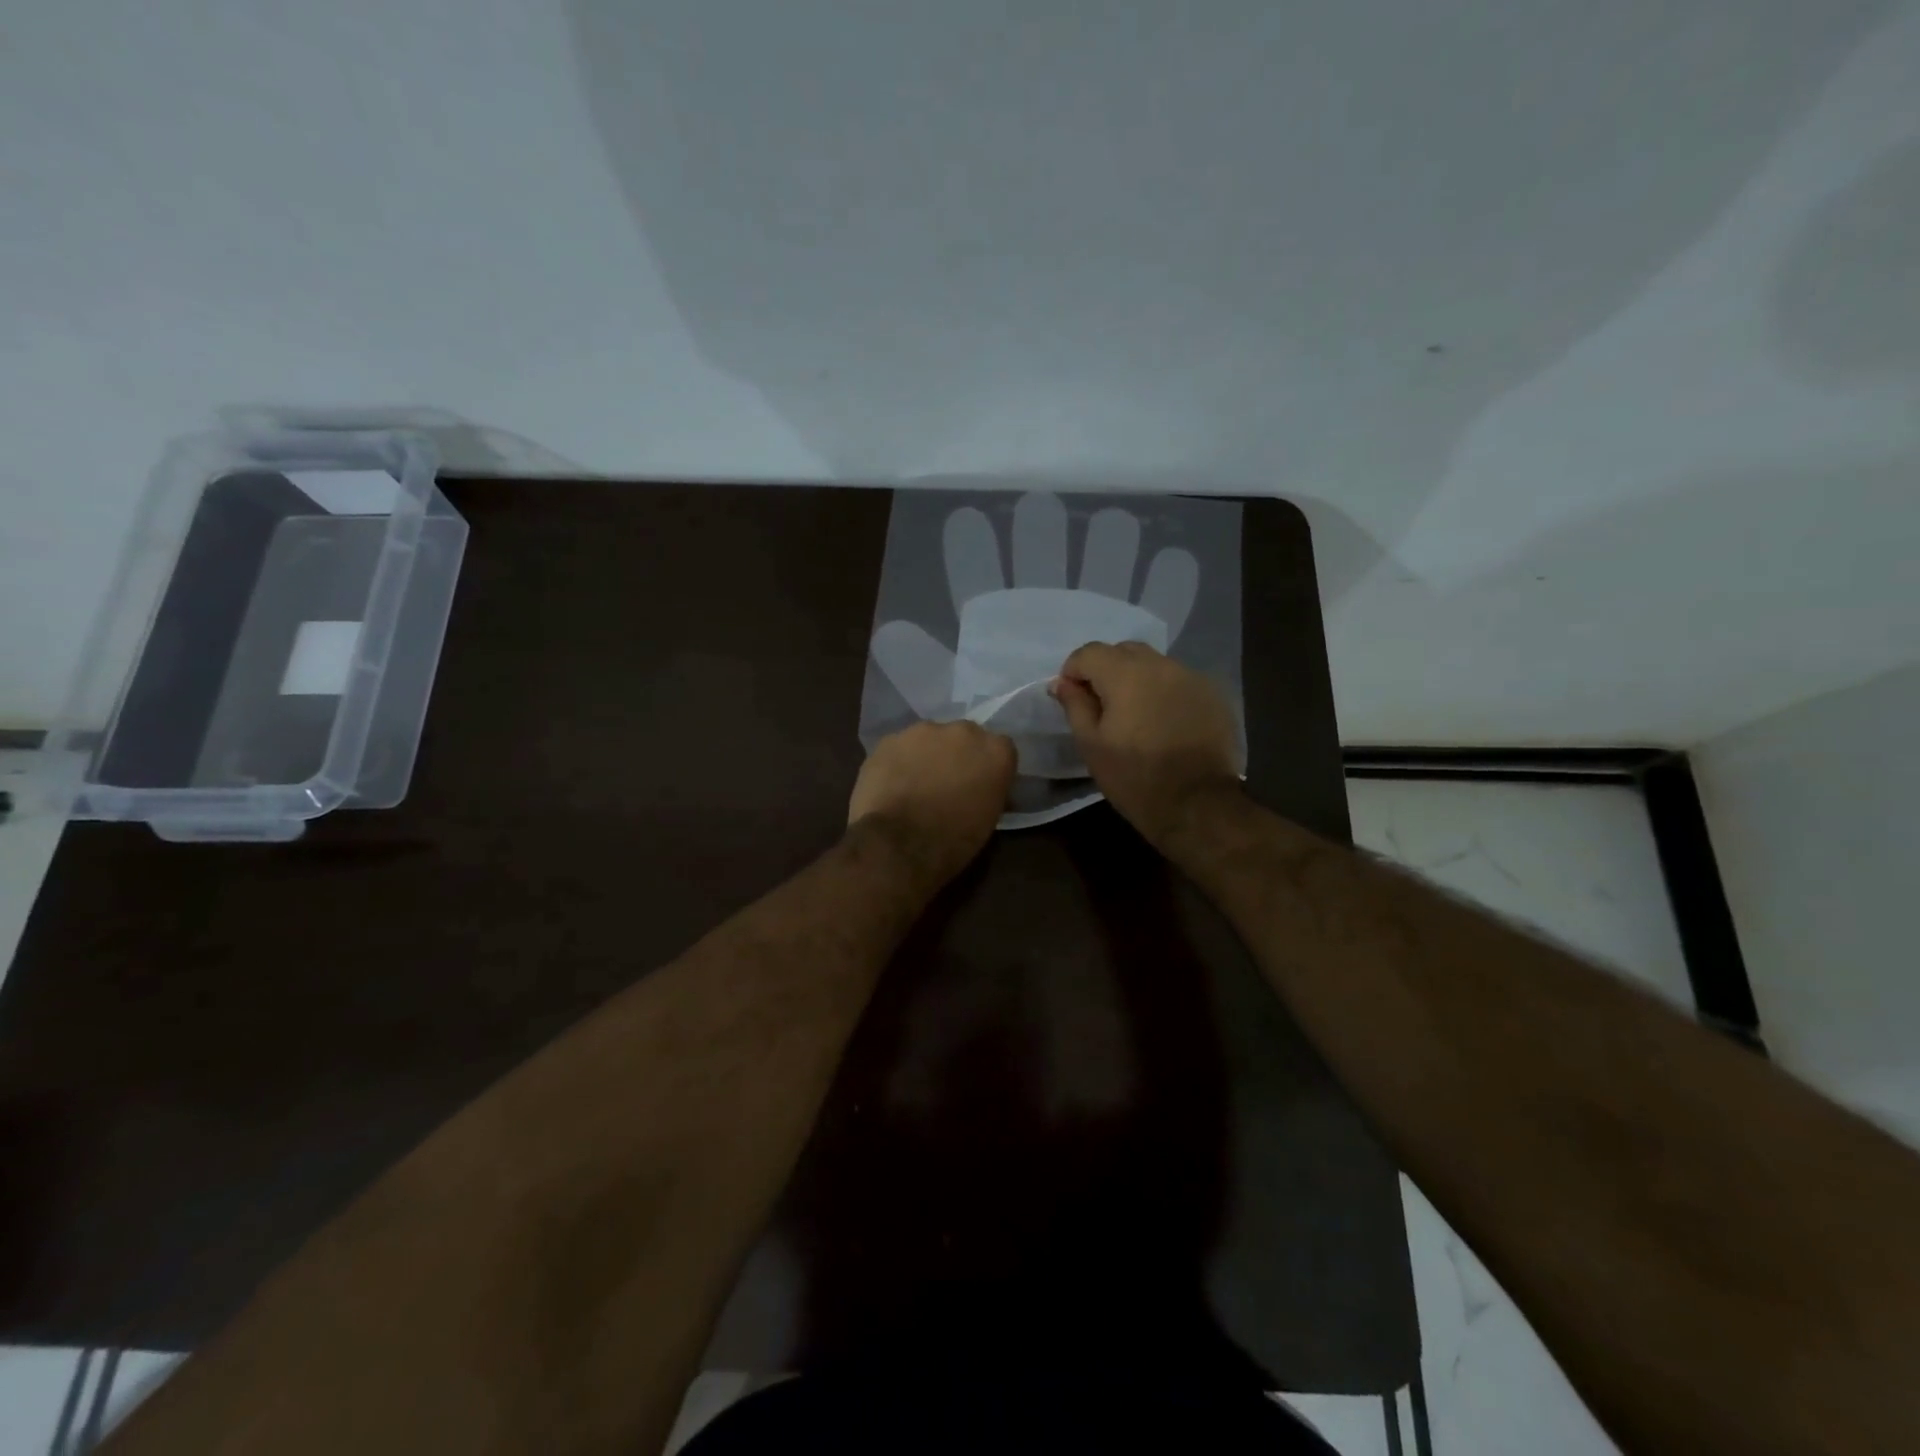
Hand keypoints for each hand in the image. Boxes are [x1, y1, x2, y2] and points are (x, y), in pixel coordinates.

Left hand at [848, 721, 1016, 883]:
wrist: (898, 843)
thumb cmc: (953, 840)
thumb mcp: (988, 820)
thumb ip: (990, 791)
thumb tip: (984, 789)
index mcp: (996, 751)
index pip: (1002, 749)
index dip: (989, 767)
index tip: (981, 785)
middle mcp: (964, 731)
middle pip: (965, 737)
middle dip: (958, 755)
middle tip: (948, 783)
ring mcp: (924, 731)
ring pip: (929, 738)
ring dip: (927, 755)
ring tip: (916, 784)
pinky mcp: (890, 739)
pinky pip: (900, 747)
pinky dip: (899, 762)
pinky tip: (892, 785)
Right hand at [1051, 641, 1242, 846]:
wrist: (1197, 804)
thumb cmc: (1134, 777)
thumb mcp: (1091, 744)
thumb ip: (1074, 705)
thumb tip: (1062, 682)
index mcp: (1126, 674)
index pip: (1089, 652)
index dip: (1073, 671)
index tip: (1072, 698)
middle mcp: (1161, 665)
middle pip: (1124, 651)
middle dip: (1106, 670)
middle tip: (1102, 706)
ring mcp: (1192, 677)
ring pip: (1154, 665)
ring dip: (1138, 680)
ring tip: (1135, 715)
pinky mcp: (1213, 695)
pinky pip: (1179, 682)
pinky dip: (1164, 692)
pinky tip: (1164, 722)